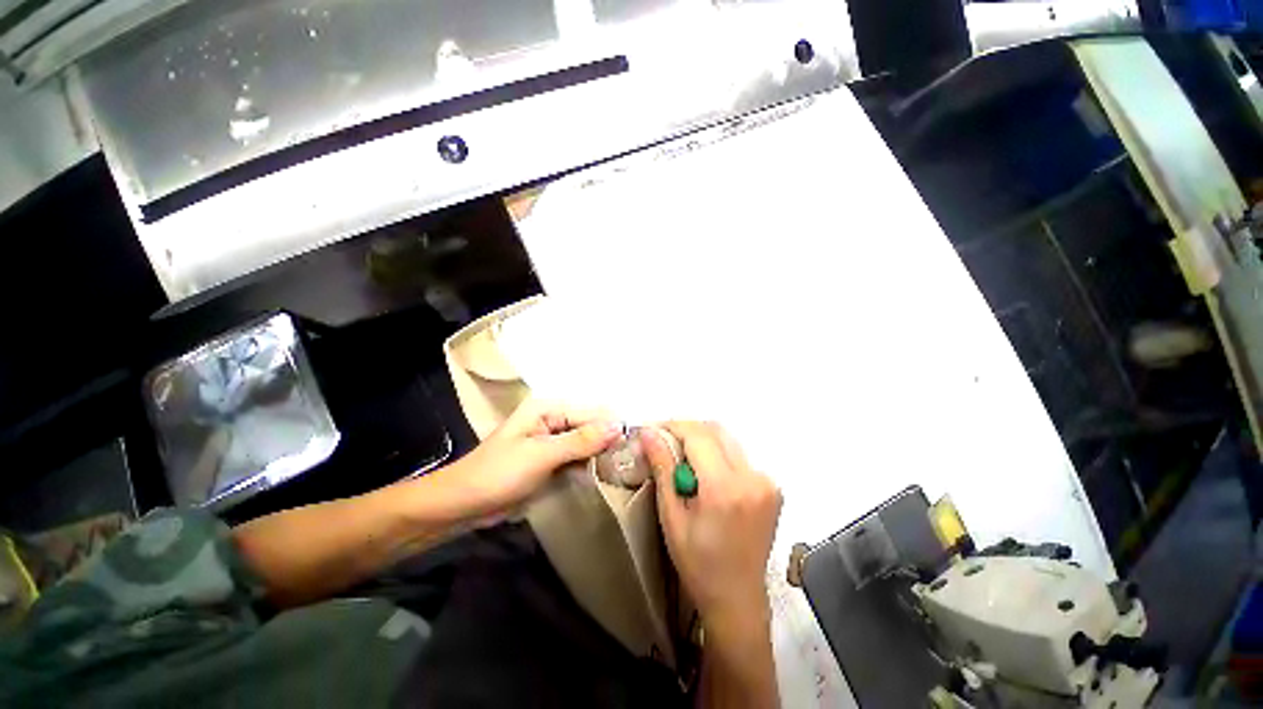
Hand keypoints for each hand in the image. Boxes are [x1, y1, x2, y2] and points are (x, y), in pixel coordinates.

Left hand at [449, 399, 620, 514]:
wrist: (463, 505)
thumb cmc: (499, 474)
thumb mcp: (542, 455)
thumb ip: (581, 440)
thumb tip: (619, 426)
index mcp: (549, 408)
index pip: (592, 412)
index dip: (614, 426)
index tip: (637, 444)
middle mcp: (554, 418)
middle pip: (592, 425)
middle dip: (611, 440)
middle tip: (635, 458)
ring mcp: (554, 439)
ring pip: (588, 442)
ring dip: (603, 453)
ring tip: (628, 466)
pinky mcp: (552, 458)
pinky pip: (579, 456)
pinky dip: (591, 464)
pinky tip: (608, 472)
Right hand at [640, 422, 781, 621]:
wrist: (738, 599)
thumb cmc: (697, 564)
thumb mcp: (671, 516)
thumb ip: (663, 468)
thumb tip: (648, 433)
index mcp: (724, 488)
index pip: (698, 435)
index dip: (673, 426)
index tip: (653, 431)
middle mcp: (752, 477)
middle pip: (715, 430)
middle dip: (687, 430)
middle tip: (664, 442)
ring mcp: (766, 481)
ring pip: (727, 440)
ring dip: (702, 441)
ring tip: (682, 459)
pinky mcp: (772, 486)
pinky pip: (739, 455)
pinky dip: (718, 455)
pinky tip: (705, 474)